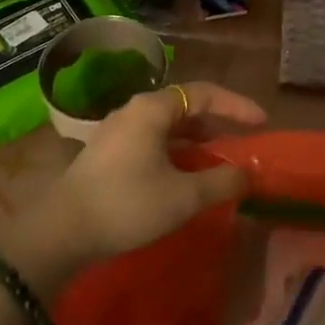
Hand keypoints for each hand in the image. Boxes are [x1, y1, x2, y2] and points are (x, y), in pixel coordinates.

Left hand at [56, 81, 265, 259]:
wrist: (62, 230)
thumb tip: (248, 173)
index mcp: (152, 109)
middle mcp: (134, 111)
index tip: (262, 122)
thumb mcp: (183, 196)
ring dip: (196, 139)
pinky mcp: (108, 153)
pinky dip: (176, 151)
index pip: (203, 94)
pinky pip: (152, 140)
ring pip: (167, 126)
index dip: (236, 106)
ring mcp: (117, 131)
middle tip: (242, 140)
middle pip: (184, 106)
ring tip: (219, 159)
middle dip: (217, 122)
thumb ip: (221, 181)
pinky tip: (185, 174)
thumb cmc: (127, 204)